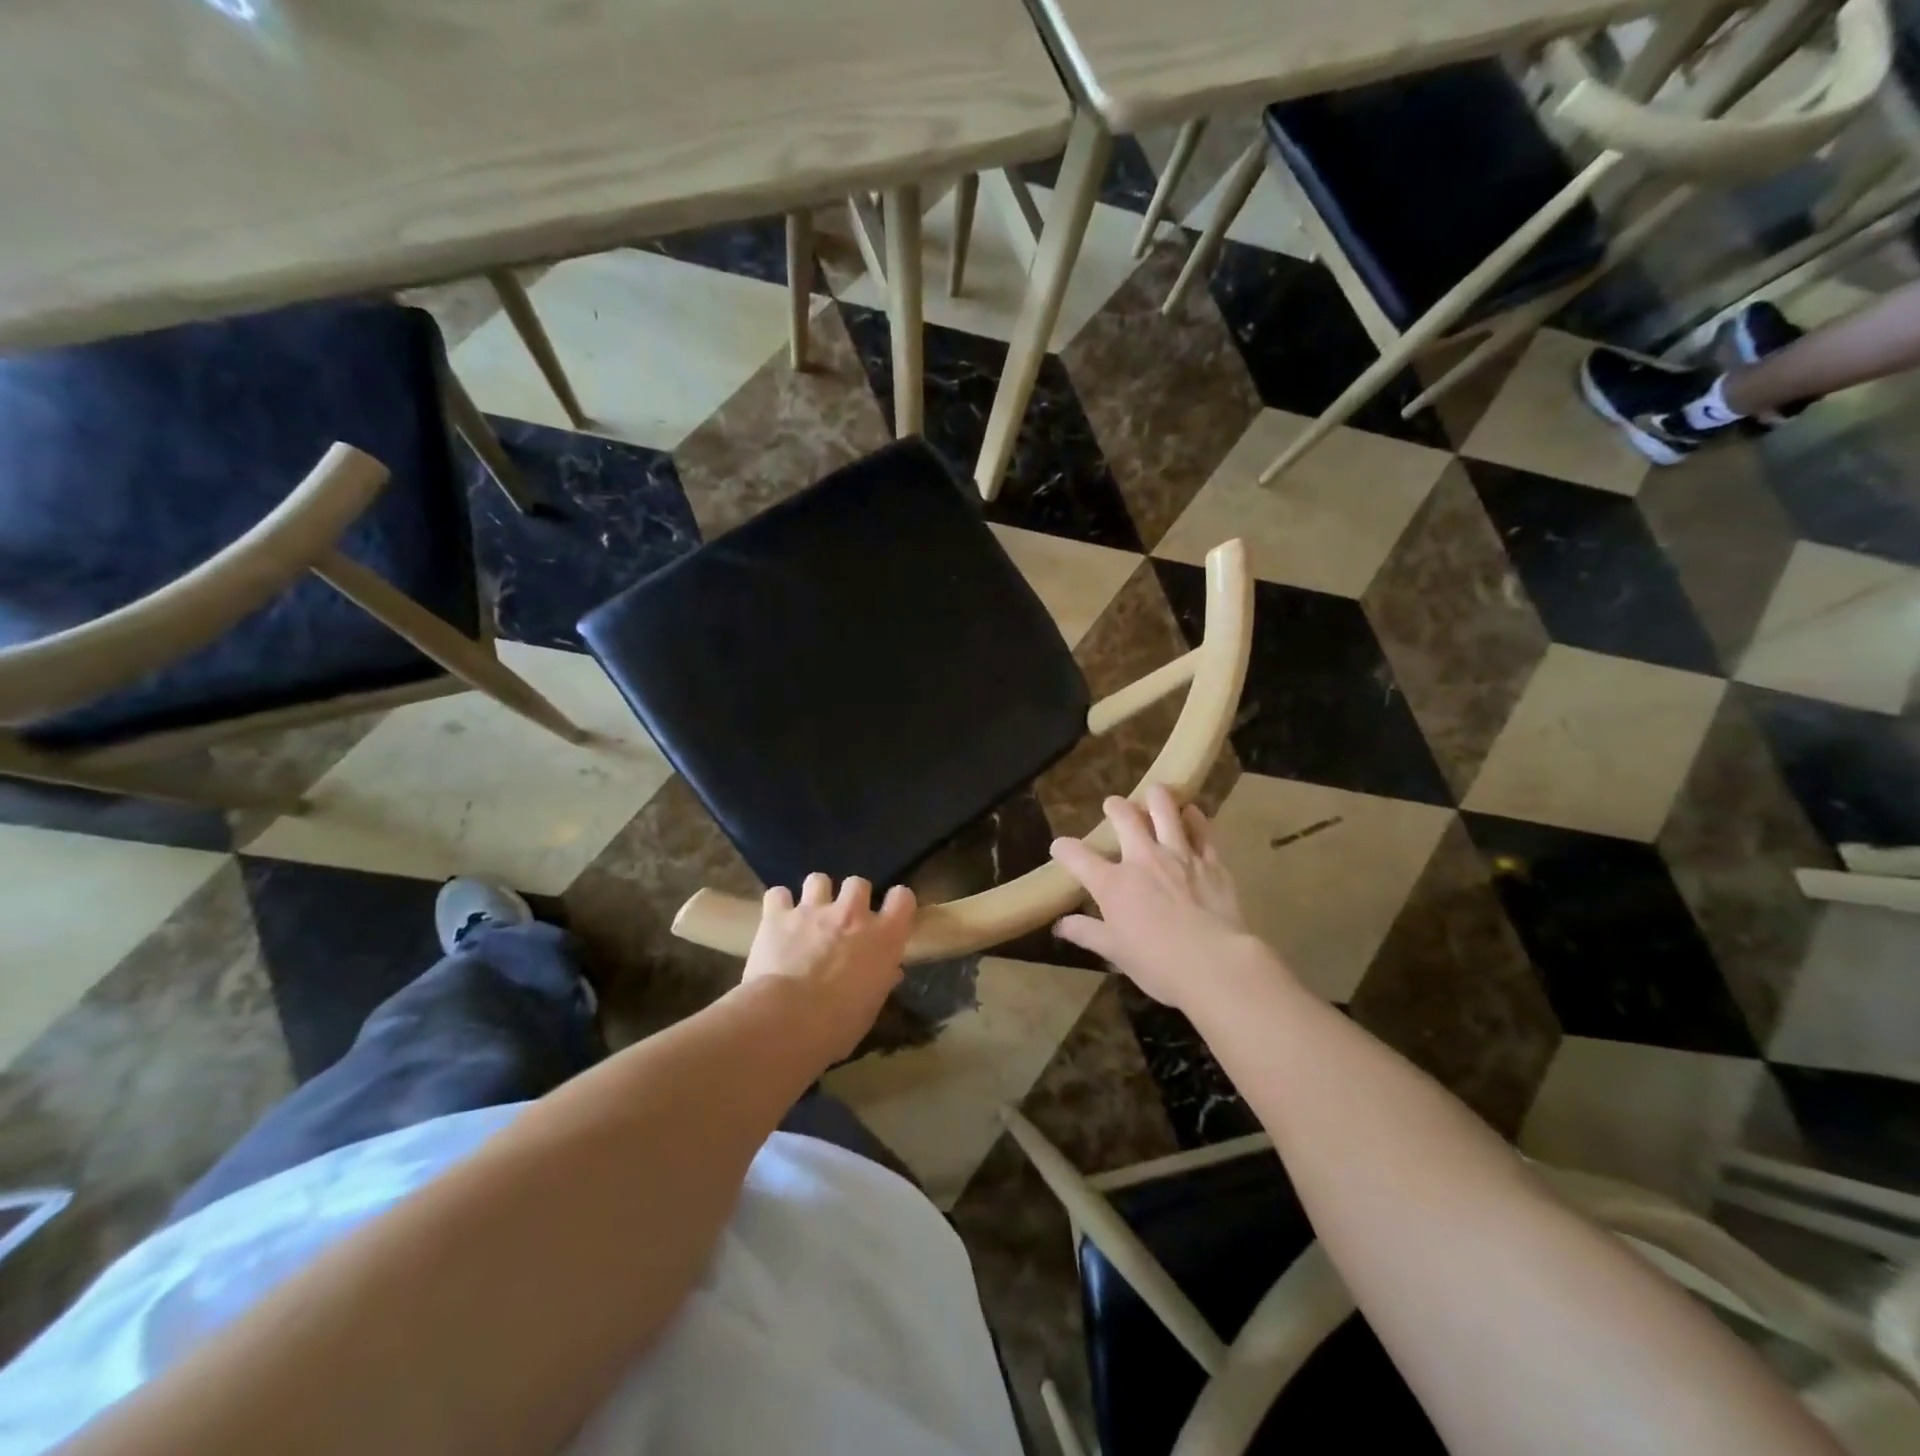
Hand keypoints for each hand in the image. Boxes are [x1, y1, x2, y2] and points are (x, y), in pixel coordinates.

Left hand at [741, 874, 914, 1059]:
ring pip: (818, 879)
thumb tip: (890, 971)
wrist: (787, 1020)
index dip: (897, 903)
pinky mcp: (777, 916)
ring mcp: (813, 910)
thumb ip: (880, 981)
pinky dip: (778, 905)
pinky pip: (777, 894)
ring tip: (808, 914)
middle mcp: (851, 914)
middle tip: (844, 919)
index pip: (902, 898)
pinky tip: (776, 920)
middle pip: (858, 883)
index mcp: (883, 937)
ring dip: (815, 894)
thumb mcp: (870, 1008)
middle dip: (852, 896)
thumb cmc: (838, 1025)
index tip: (890, 914)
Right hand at [1050, 787, 1268, 1011]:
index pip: (1077, 856)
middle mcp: (1143, 859)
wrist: (1215, 963)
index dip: (1064, 848)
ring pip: (1165, 811)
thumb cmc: (1157, 963)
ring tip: (1154, 792)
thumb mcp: (1114, 952)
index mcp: (1113, 884)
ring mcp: (1179, 856)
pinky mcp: (1210, 861)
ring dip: (1157, 798)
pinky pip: (1202, 829)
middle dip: (1115, 807)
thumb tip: (1060, 926)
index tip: (1060, 848)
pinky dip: (1195, 818)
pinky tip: (1192, 813)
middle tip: (1113, 805)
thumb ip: (1086, 933)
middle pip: (1124, 818)